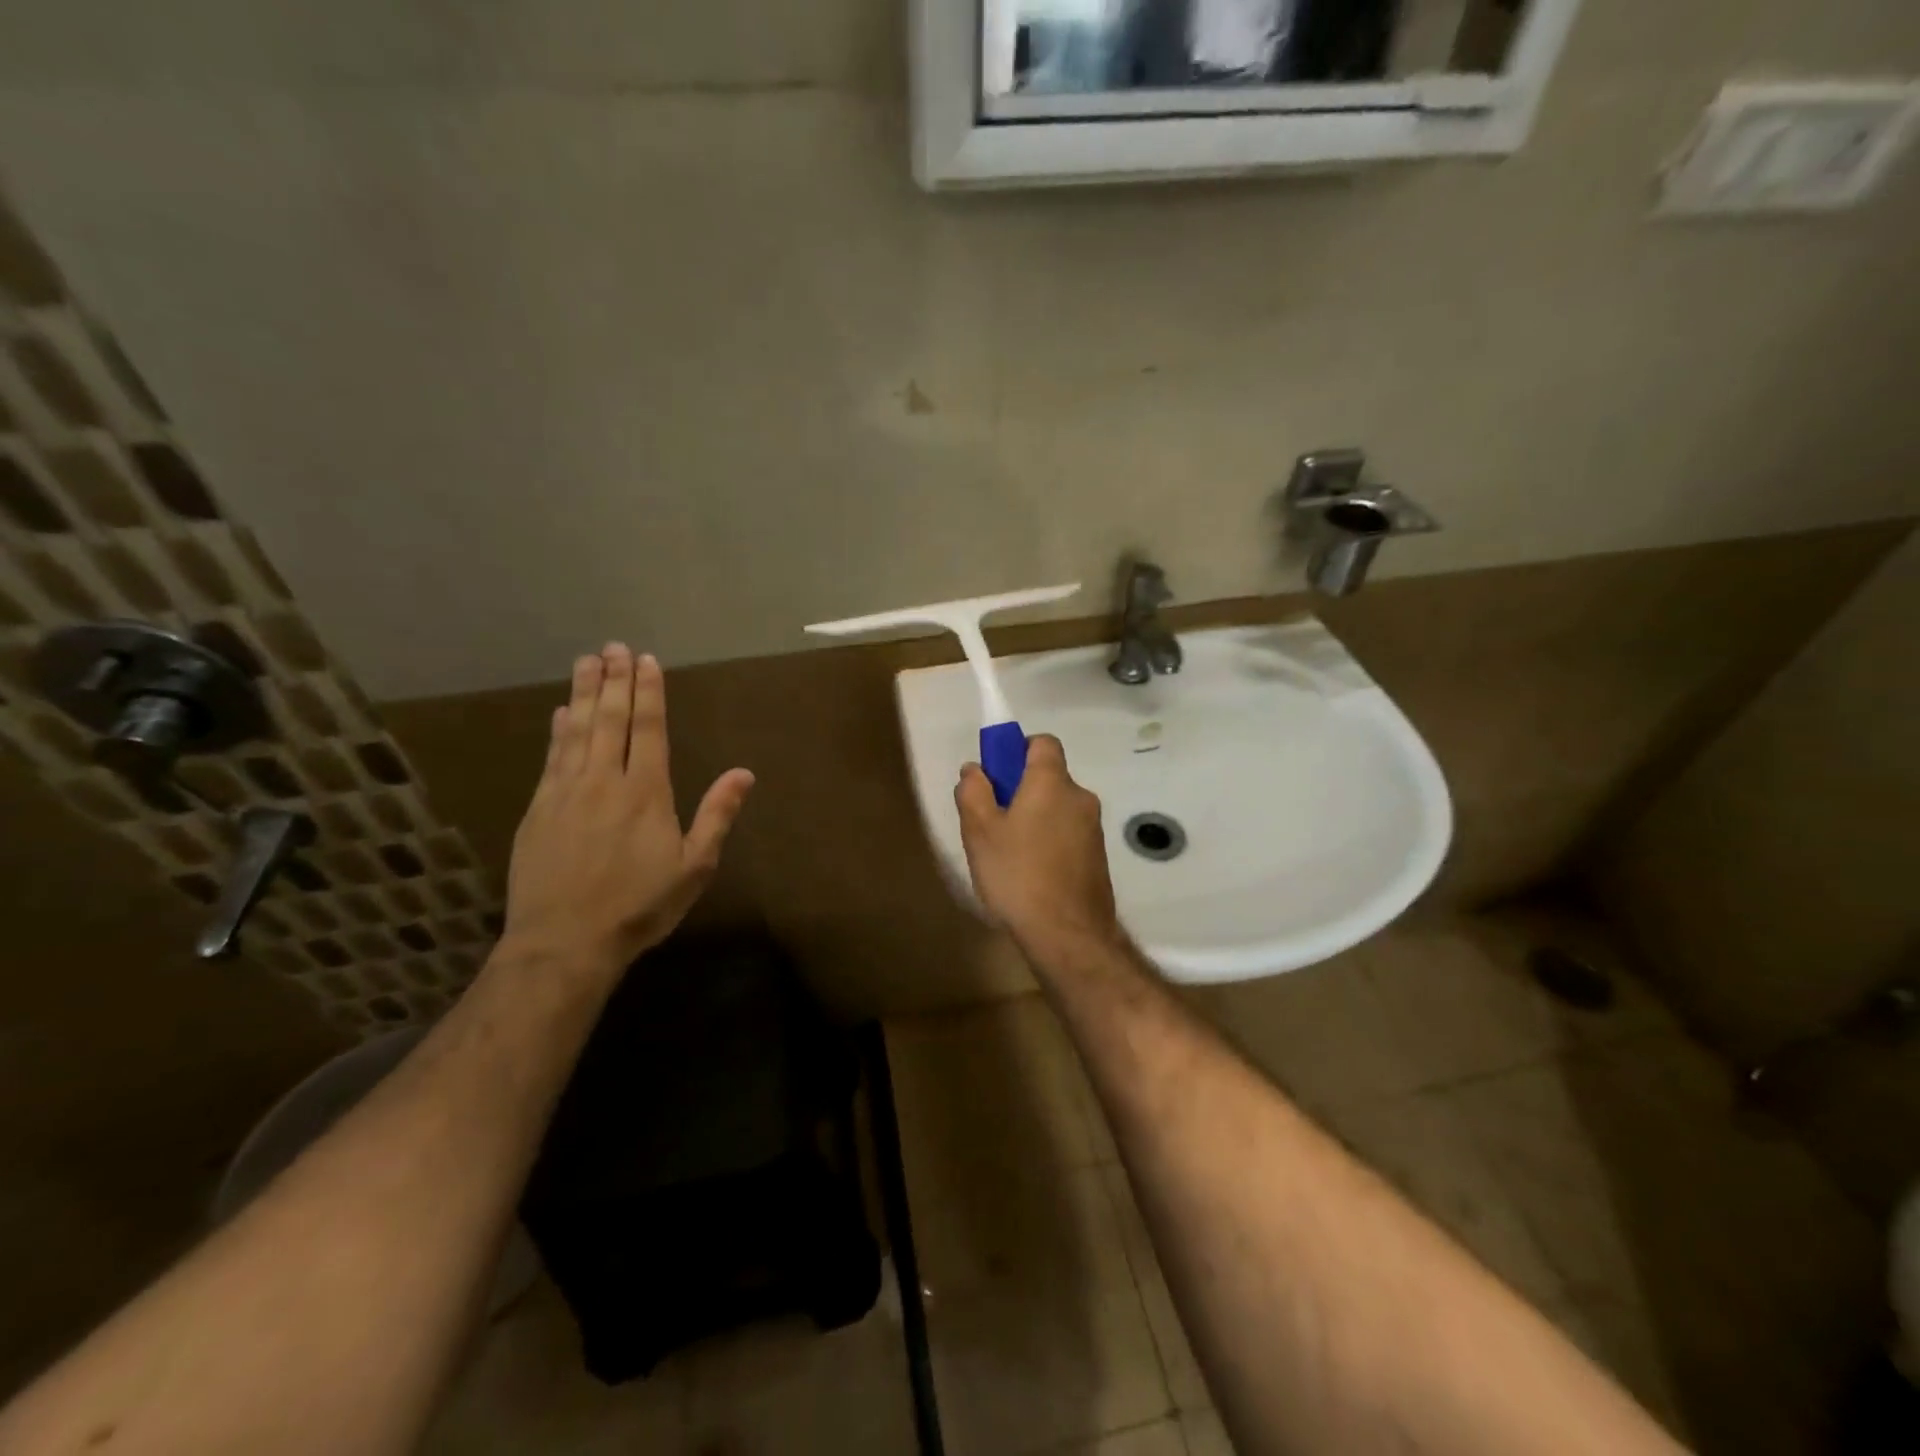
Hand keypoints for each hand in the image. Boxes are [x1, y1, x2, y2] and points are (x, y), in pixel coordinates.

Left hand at [502, 643, 753, 979]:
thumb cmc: (639, 905)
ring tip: (586, 661)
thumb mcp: (694, 867)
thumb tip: (744, 773)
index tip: (646, 661)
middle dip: (614, 681)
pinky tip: (559, 713)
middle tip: (614, 647)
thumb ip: (717, 815)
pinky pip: (552, 757)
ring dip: (583, 693)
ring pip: (577, 730)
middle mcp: (606, 781)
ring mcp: (567, 792)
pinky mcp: (539, 809)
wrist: (565, 941)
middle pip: (611, 719)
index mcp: (646, 792)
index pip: (649, 729)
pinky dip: (558, 730)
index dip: (648, 693)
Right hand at [954, 734, 1122, 959]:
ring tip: (1008, 855)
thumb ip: (973, 792)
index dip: (1017, 750)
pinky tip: (1030, 874)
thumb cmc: (1018, 875)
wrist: (1069, 935)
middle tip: (992, 821)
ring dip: (1034, 818)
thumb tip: (975, 769)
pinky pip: (1067, 834)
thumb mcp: (979, 832)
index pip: (1042, 742)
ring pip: (1057, 808)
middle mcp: (1080, 797)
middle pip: (1048, 777)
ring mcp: (1093, 828)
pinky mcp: (1098, 858)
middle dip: (1020, 790)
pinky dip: (1049, 842)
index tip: (996, 776)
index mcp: (1052, 782)